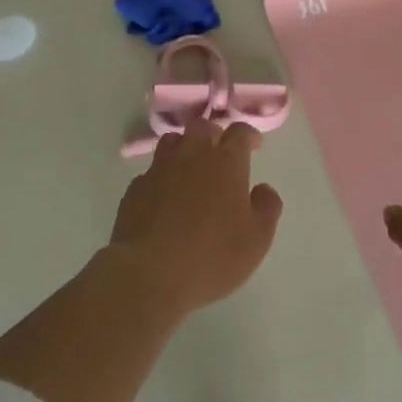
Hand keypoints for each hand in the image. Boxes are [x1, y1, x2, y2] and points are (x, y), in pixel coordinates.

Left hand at [109, 119, 283, 315]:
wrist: (149, 274)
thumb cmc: (213, 256)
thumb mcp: (257, 239)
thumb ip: (267, 207)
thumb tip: (262, 189)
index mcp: (226, 162)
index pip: (239, 131)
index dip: (248, 135)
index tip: (254, 145)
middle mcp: (192, 155)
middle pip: (202, 127)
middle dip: (213, 134)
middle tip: (220, 152)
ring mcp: (159, 170)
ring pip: (172, 142)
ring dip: (184, 148)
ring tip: (190, 168)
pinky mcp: (134, 190)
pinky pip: (151, 172)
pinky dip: (161, 177)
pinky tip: (164, 198)